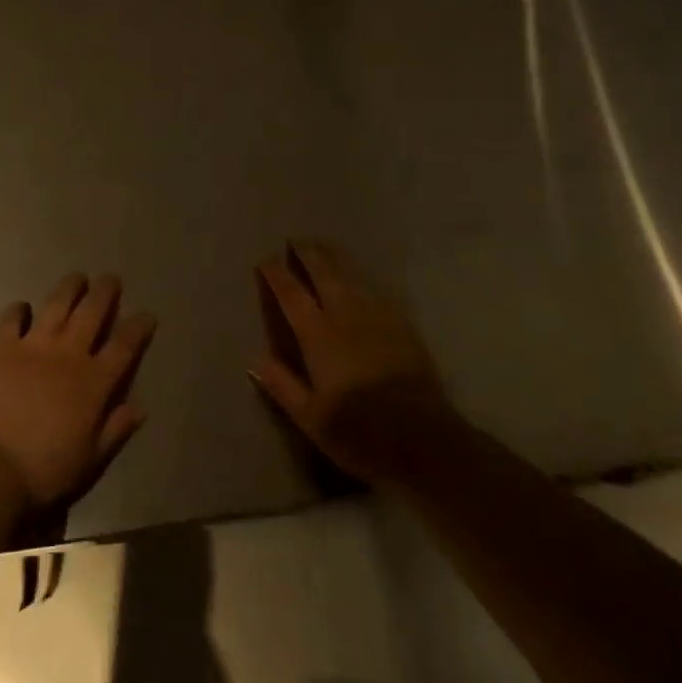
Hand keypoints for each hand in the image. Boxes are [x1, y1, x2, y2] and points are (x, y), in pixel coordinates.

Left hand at [0, 273, 156, 512]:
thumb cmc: (44, 472)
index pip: (124, 346)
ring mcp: (34, 345)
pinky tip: (23, 307)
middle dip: (105, 292)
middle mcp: (68, 354)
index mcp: (94, 382)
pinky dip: (19, 309)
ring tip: (78, 278)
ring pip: (57, 304)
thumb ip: (115, 430)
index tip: (147, 314)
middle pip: (92, 312)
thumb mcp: (90, 461)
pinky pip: (12, 318)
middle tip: (111, 278)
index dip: (138, 327)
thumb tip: (140, 407)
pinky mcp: (2, 345)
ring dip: (70, 288)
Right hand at [251, 241, 458, 486]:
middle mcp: (345, 315)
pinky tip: (360, 283)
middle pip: (323, 271)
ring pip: (350, 275)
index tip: (265, 260)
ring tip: (324, 249)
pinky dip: (360, 280)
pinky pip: (375, 291)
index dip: (276, 273)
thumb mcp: (312, 420)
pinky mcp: (402, 325)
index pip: (291, 293)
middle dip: (307, 253)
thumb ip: (283, 386)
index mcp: (318, 335)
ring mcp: (377, 316)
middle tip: (296, 241)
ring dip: (333, 258)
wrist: (426, 441)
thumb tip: (256, 359)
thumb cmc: (362, 434)